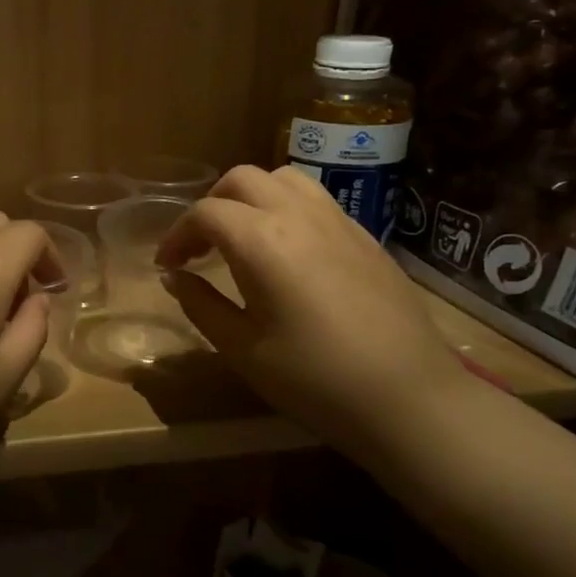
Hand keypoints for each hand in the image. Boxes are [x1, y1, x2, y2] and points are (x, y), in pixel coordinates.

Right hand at [155, 165, 472, 458]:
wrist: (408, 397)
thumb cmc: (313, 378)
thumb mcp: (242, 348)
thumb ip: (200, 304)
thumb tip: (174, 277)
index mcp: (262, 241)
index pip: (205, 213)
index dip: (176, 235)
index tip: (167, 266)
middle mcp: (298, 215)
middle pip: (242, 179)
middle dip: (210, 205)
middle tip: (200, 248)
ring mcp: (338, 221)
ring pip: (284, 179)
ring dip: (251, 198)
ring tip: (242, 238)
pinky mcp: (365, 236)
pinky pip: (316, 200)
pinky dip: (286, 209)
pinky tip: (286, 252)